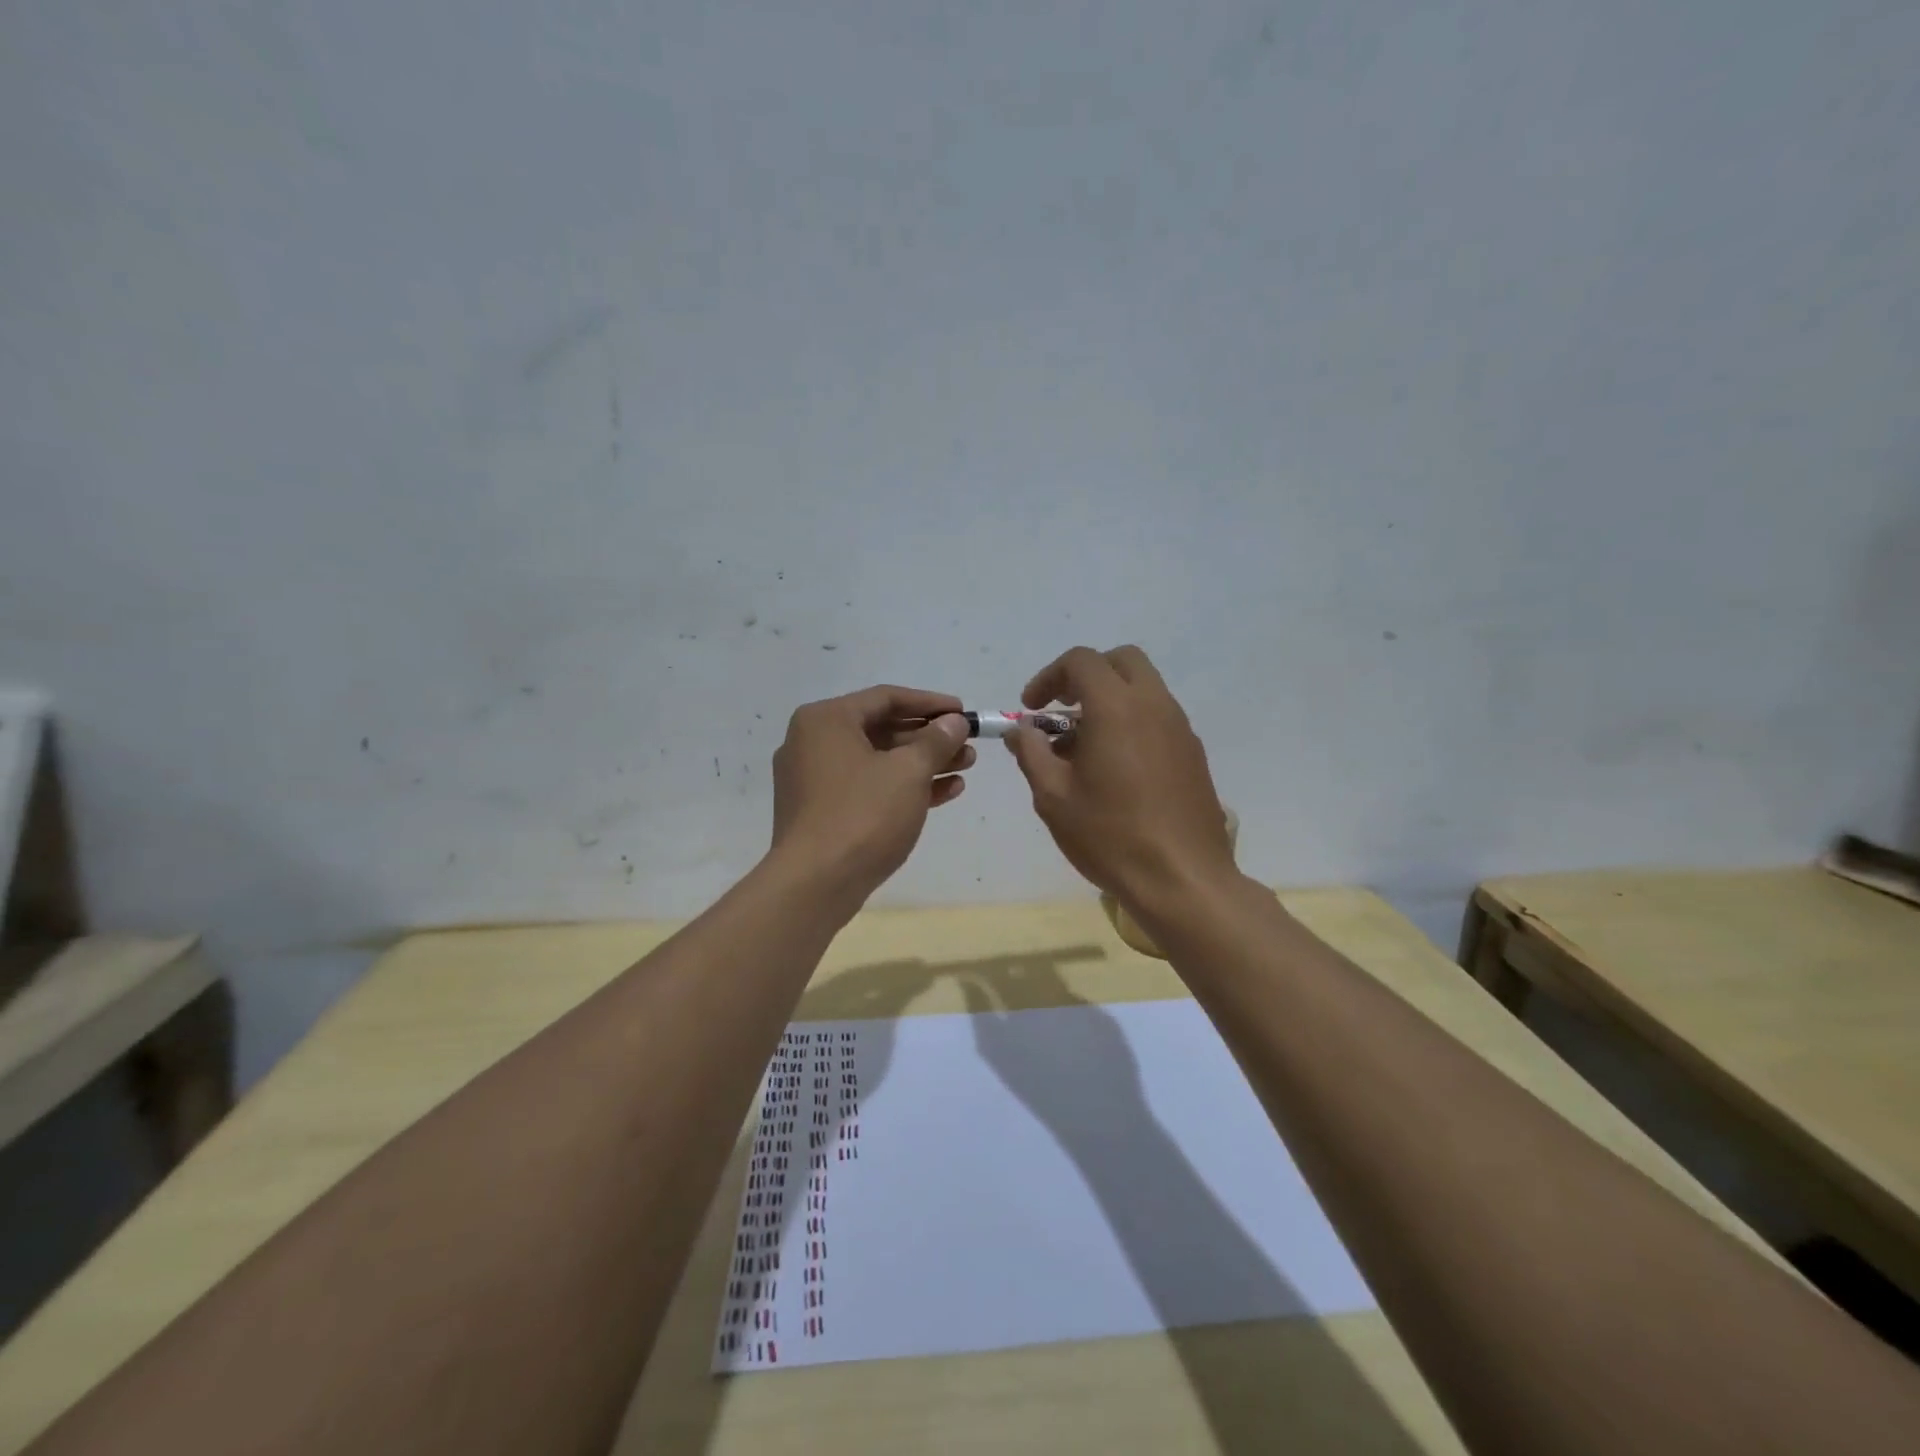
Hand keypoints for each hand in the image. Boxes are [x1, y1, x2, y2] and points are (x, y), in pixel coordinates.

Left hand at [769, 685, 973, 900]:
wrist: (816, 884)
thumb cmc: (863, 814)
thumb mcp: (908, 772)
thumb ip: (935, 741)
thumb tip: (954, 722)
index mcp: (825, 721)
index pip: (886, 698)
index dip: (930, 703)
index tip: (963, 712)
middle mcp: (813, 743)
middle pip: (882, 729)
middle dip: (929, 738)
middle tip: (968, 745)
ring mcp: (814, 780)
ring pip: (878, 761)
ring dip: (922, 763)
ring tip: (966, 767)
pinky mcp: (821, 812)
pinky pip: (868, 788)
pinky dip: (902, 788)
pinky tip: (944, 793)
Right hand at [1005, 646, 1233, 907]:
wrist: (1182, 880)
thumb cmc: (1110, 836)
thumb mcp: (1053, 797)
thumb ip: (1032, 754)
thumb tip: (1021, 731)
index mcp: (1116, 707)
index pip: (1081, 661)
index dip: (1049, 677)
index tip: (1031, 708)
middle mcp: (1154, 705)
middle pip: (1121, 661)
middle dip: (1086, 676)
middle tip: (1062, 711)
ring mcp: (1180, 728)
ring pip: (1143, 689)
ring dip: (1110, 701)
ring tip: (1082, 750)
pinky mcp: (1193, 754)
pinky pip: (1158, 718)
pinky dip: (1132, 723)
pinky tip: (1115, 771)